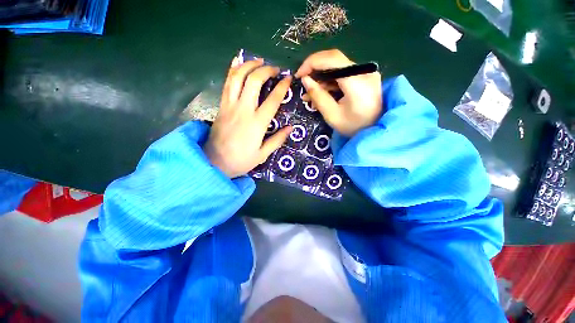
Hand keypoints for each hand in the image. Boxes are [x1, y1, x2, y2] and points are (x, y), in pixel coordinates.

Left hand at [203, 57, 292, 177]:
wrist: (214, 163)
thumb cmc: (241, 161)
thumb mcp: (263, 154)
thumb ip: (277, 140)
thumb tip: (290, 127)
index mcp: (257, 124)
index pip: (273, 100)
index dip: (282, 87)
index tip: (288, 79)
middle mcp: (243, 110)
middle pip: (254, 81)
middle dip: (266, 70)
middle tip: (274, 69)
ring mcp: (230, 106)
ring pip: (238, 77)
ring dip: (249, 65)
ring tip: (259, 61)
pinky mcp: (221, 106)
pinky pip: (226, 83)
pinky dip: (232, 70)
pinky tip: (237, 61)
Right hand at [296, 49, 382, 136]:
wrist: (376, 130)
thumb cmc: (354, 127)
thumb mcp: (332, 115)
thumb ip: (318, 96)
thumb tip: (305, 80)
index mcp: (357, 81)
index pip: (332, 59)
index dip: (311, 63)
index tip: (299, 75)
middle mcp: (364, 71)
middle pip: (334, 59)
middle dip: (315, 69)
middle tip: (303, 83)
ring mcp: (365, 72)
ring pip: (337, 67)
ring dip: (321, 78)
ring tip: (309, 95)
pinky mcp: (364, 77)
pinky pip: (343, 74)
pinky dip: (330, 82)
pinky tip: (321, 93)